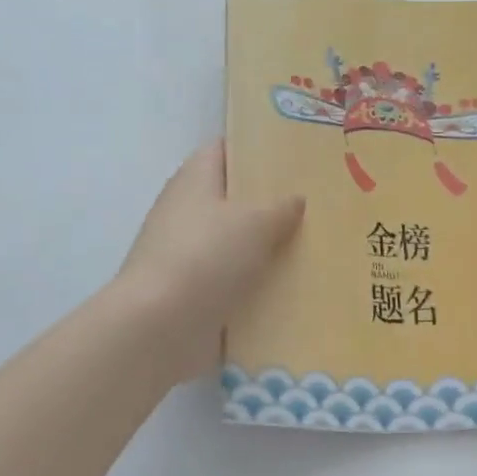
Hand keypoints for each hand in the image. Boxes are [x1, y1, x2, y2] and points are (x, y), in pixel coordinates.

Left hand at [117, 142, 304, 382]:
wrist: (160, 327)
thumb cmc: (206, 256)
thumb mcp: (255, 222)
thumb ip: (281, 207)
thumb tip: (296, 198)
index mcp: (194, 179)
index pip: (224, 150)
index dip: (255, 148)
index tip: (294, 156)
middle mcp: (186, 211)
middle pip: (232, 198)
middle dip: (270, 202)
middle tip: (316, 204)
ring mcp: (187, 254)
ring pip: (235, 242)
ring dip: (266, 247)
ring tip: (314, 245)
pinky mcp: (192, 292)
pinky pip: (232, 280)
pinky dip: (257, 283)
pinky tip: (293, 286)